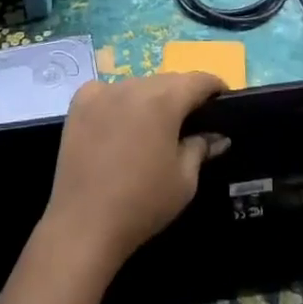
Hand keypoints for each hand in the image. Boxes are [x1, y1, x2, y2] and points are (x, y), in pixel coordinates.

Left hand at [42, 72, 227, 273]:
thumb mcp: (184, 180)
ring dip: (149, 98)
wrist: (84, 223)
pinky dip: (118, 100)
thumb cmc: (143, 204)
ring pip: (137, 85)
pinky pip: (107, 91)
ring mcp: (103, 91)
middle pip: (167, 81)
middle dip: (182, 95)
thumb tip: (217, 136)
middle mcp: (133, 85)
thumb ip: (201, 148)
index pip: (198, 80)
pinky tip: (118, 123)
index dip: (214, 87)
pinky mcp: (80, 102)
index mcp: (164, 100)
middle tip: (190, 119)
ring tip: (153, 126)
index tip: (222, 100)